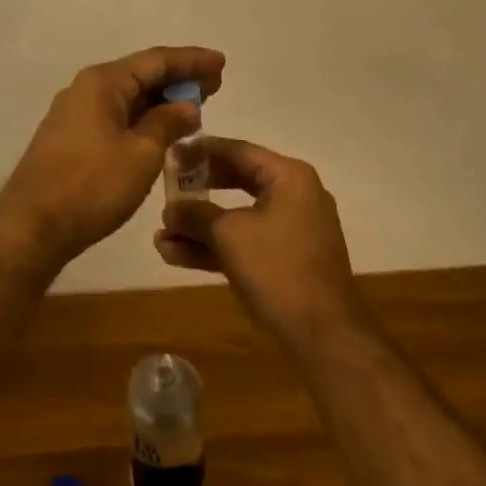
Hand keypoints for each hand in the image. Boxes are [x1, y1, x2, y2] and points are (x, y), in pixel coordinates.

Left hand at [0, 46, 224, 265]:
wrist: (33, 226)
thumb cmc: (92, 185)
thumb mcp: (141, 153)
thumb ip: (167, 124)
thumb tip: (187, 107)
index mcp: (103, 82)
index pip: (156, 60)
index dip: (192, 60)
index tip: (221, 62)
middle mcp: (86, 89)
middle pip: (141, 75)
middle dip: (179, 79)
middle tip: (215, 85)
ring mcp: (75, 114)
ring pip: (128, 97)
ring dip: (162, 101)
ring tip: (196, 107)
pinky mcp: (71, 139)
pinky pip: (116, 116)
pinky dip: (143, 118)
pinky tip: (162, 131)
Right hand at [155, 138, 366, 349]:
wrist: (323, 334)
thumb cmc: (277, 269)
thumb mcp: (229, 235)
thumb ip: (196, 215)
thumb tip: (170, 209)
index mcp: (289, 177)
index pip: (238, 151)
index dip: (201, 152)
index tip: (171, 152)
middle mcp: (294, 195)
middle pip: (237, 181)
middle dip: (198, 191)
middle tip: (165, 189)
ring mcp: (292, 230)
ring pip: (238, 217)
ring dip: (200, 227)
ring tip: (161, 235)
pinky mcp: (286, 259)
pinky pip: (246, 242)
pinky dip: (216, 247)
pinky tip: (176, 255)